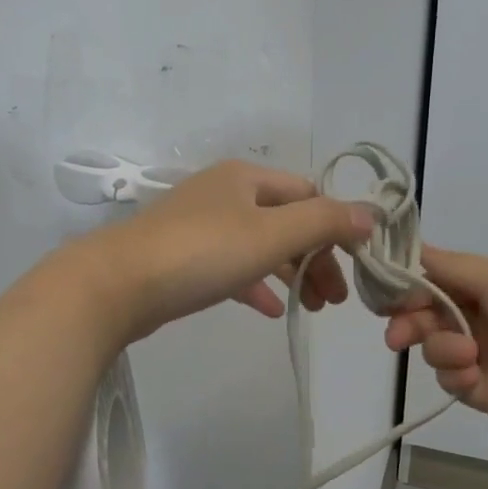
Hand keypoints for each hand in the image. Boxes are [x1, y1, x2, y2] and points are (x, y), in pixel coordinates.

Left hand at [71, 160, 374, 340]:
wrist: (116, 285)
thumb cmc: (202, 252)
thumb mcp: (272, 234)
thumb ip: (324, 223)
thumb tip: (371, 214)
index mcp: (246, 177)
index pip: (308, 193)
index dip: (337, 225)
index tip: (357, 264)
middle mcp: (225, 193)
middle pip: (287, 221)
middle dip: (317, 257)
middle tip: (337, 299)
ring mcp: (200, 226)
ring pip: (261, 246)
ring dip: (292, 274)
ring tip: (315, 307)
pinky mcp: (183, 259)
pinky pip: (233, 267)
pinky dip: (257, 285)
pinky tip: (272, 311)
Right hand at [383, 246, 487, 444]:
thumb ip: (449, 267)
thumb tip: (410, 245)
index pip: (438, 280)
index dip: (410, 285)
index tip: (385, 291)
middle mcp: (486, 317)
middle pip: (429, 315)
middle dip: (410, 321)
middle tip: (398, 334)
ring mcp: (486, 356)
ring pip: (436, 348)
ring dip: (440, 348)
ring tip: (464, 354)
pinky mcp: (486, 393)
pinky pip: (452, 380)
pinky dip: (456, 374)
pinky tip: (472, 372)